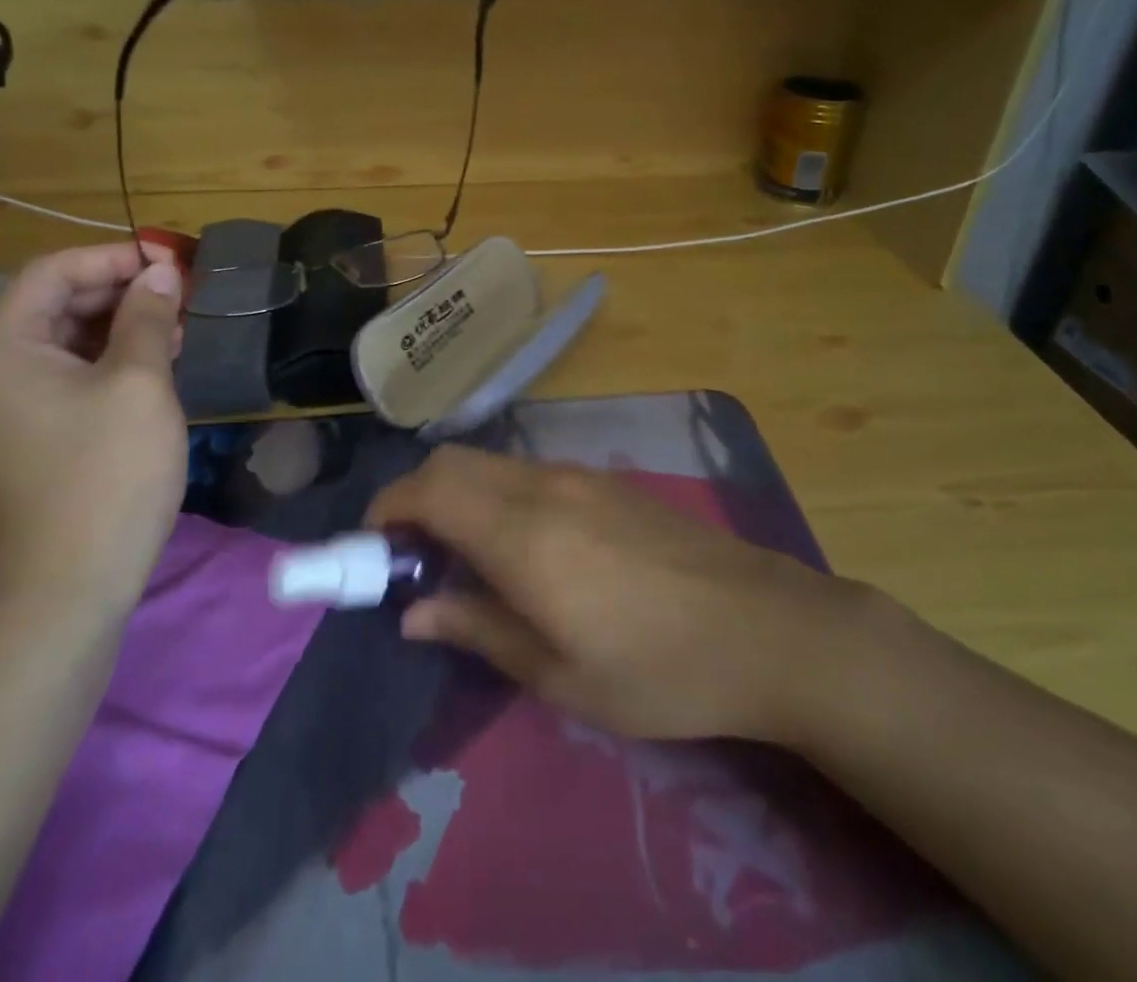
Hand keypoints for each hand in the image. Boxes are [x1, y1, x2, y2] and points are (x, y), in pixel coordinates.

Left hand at [0, 243, 187, 616]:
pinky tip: (157, 364)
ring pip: (68, 339)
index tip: (173, 261)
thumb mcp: (139, 383)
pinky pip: (70, 375)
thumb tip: (162, 271)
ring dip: (123, 325)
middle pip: (58, 302)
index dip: (116, 256)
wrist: (71, 584)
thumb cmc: (107, 473)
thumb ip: (148, 317)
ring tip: (179, 328)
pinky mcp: (31, 433)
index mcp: (2, 347)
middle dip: (122, 291)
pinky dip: (112, 360)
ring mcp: (8, 405)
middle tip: (183, 295)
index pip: (55, 271)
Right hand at [366, 446, 859, 741]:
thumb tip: (413, 612)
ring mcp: (579, 477)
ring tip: (466, 559)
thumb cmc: (657, 669)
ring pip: (490, 464)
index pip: (427, 490)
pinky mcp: (607, 481)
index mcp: (521, 532)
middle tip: (414, 558)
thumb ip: (478, 630)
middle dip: (415, 498)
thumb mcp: (558, 673)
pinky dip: (498, 494)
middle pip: (453, 462)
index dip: (386, 511)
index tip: (371, 550)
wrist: (765, 627)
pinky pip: (528, 472)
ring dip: (458, 495)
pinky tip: (524, 547)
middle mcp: (542, 486)